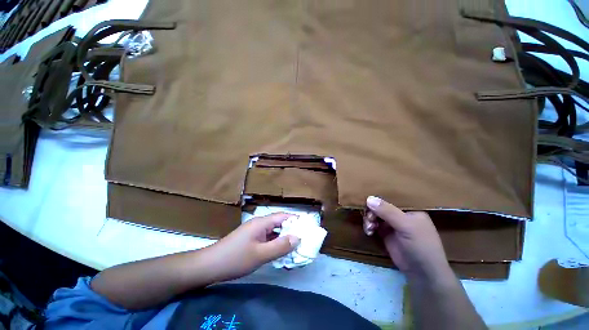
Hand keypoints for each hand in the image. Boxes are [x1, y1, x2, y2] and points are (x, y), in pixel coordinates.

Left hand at [207, 213, 299, 281]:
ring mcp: (254, 232)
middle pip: (279, 223)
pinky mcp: (251, 240)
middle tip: (304, 239)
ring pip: (274, 232)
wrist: (209, 266)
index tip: (307, 226)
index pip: (283, 216)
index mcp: (262, 223)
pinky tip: (280, 253)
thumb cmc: (235, 259)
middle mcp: (259, 224)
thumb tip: (298, 238)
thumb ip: (280, 246)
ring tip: (296, 247)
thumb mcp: (260, 255)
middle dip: (292, 230)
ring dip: (284, 238)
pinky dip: (275, 244)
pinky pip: (267, 239)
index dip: (296, 220)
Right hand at [363, 196, 451, 280]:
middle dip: (372, 211)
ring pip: (375, 214)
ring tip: (369, 227)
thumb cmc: (420, 245)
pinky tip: (369, 232)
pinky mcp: (385, 233)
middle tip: (369, 218)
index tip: (367, 201)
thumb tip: (368, 198)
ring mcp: (391, 223)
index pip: (391, 197)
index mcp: (409, 208)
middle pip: (380, 206)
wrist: (422, 273)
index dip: (378, 198)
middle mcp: (399, 214)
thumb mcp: (406, 226)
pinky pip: (373, 224)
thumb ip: (387, 211)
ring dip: (369, 219)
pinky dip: (369, 226)